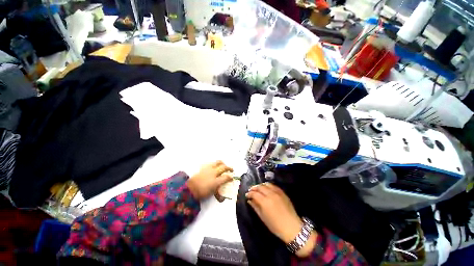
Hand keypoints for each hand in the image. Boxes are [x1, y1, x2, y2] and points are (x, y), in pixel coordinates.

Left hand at [187, 161, 232, 199]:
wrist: (189, 188)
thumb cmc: (201, 192)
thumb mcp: (211, 194)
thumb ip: (218, 194)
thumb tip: (222, 199)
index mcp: (216, 181)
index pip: (226, 177)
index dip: (231, 177)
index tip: (232, 178)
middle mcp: (214, 173)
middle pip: (224, 167)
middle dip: (229, 168)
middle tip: (231, 170)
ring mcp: (209, 168)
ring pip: (218, 162)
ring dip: (223, 163)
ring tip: (224, 165)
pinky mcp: (204, 167)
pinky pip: (211, 163)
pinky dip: (215, 163)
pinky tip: (214, 166)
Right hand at [246, 182, 316, 256]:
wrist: (292, 227)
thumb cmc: (276, 226)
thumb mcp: (263, 218)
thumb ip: (255, 207)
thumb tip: (249, 201)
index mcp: (265, 202)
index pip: (254, 193)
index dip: (249, 193)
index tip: (247, 195)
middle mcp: (270, 194)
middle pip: (260, 187)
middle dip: (254, 188)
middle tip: (251, 191)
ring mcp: (277, 192)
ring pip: (266, 184)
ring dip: (261, 185)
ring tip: (258, 188)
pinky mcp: (282, 192)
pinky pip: (273, 186)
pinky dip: (268, 185)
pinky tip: (266, 188)